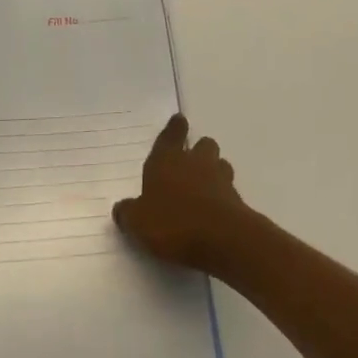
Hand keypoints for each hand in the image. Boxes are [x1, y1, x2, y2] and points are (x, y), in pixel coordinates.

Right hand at [113, 114, 250, 271]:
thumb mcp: (138, 222)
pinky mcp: (237, 198)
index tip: (180, 119)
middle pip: (202, 144)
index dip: (175, 127)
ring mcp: (219, 177)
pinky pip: (229, 189)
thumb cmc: (173, 222)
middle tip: (190, 162)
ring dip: (214, 170)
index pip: (171, 135)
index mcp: (167, 159)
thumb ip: (128, 213)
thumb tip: (121, 207)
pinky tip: (215, 210)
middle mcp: (194, 162)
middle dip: (198, 150)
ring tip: (205, 186)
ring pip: (219, 163)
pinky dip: (223, 195)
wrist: (221, 238)